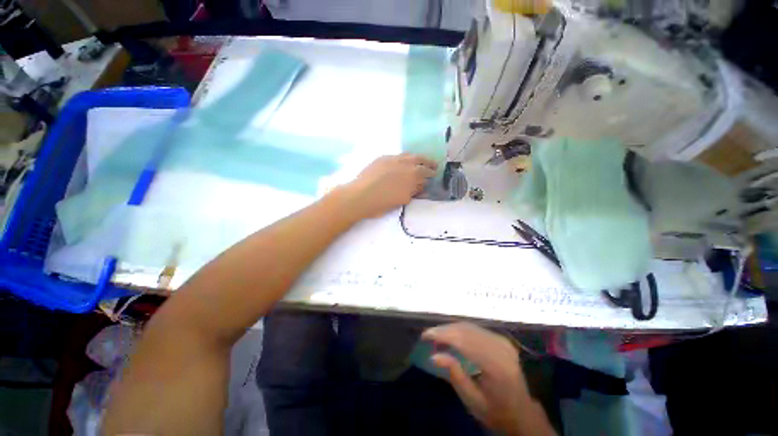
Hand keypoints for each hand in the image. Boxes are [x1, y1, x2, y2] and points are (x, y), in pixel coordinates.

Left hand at [344, 154, 436, 218]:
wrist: (360, 195)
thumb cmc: (383, 202)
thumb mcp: (403, 199)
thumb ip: (414, 191)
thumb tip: (421, 185)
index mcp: (413, 174)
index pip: (427, 172)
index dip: (432, 173)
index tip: (435, 174)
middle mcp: (405, 162)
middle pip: (420, 160)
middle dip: (427, 162)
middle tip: (433, 165)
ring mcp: (392, 158)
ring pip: (408, 155)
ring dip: (415, 159)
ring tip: (418, 162)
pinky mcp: (382, 158)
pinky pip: (396, 156)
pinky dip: (403, 159)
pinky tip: (401, 163)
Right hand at [422, 323, 553, 435]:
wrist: (522, 413)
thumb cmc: (496, 411)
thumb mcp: (472, 400)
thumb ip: (454, 375)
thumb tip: (433, 355)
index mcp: (496, 366)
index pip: (464, 341)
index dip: (443, 335)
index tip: (425, 335)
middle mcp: (501, 348)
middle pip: (466, 330)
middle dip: (444, 330)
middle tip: (428, 336)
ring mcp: (503, 341)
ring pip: (470, 326)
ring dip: (451, 329)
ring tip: (437, 337)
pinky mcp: (501, 339)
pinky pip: (476, 329)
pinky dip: (460, 330)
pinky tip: (451, 337)